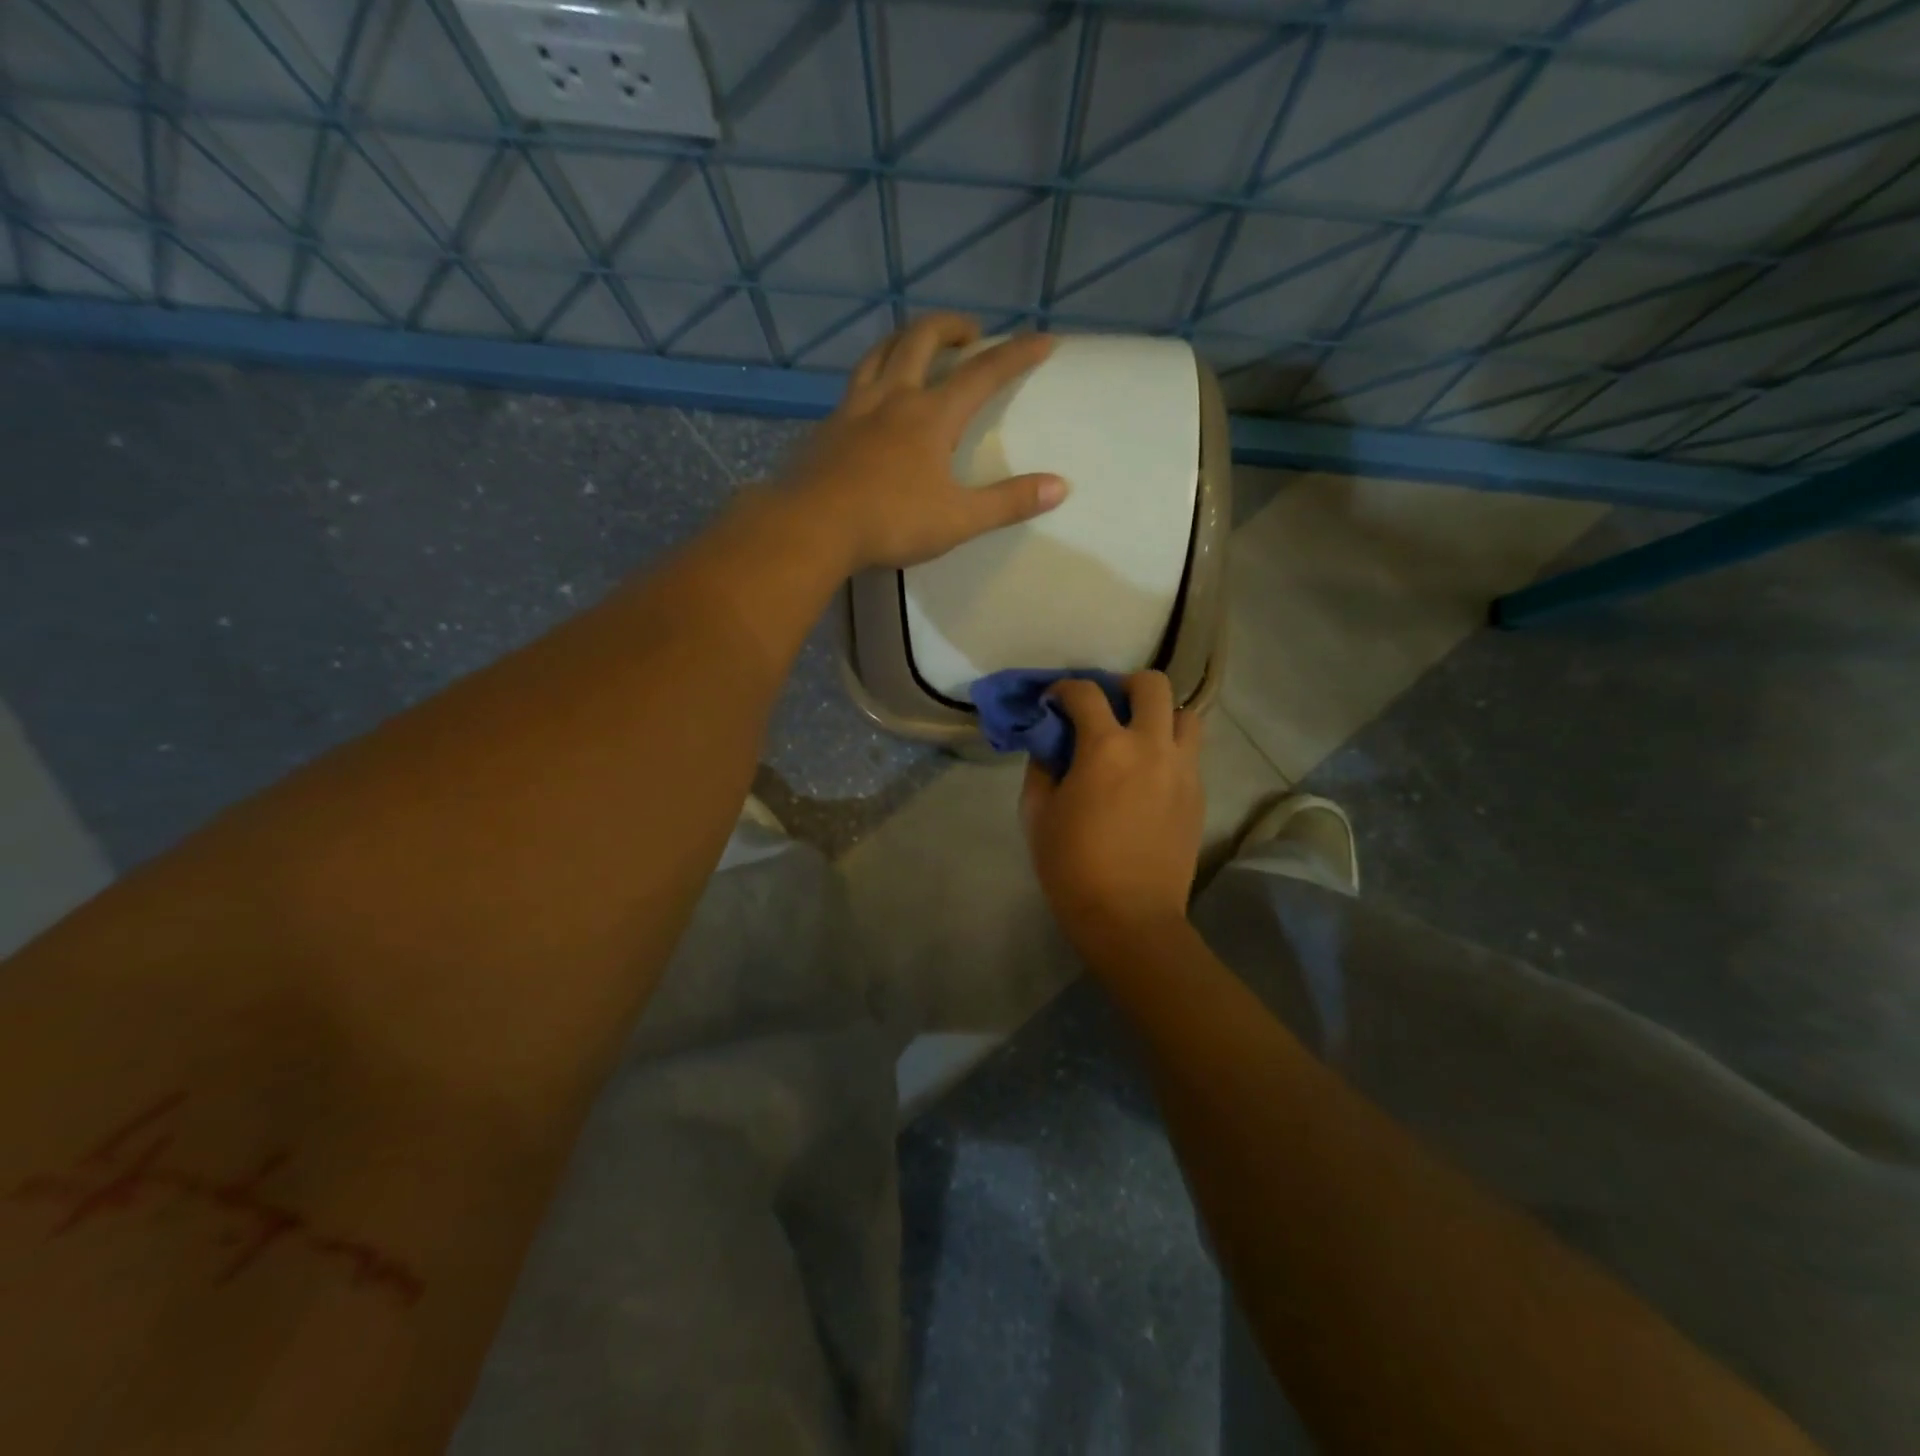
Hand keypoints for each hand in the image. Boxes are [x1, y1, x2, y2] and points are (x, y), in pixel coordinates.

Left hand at [783, 313, 1066, 570]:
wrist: (812, 527)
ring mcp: (853, 408)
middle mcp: (892, 398)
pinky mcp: (826, 427)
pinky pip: (852, 385)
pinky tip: (871, 398)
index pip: (983, 373)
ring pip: (879, 352)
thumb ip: (1008, 502)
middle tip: (969, 332)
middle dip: (951, 327)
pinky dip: (871, 376)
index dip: (1016, 354)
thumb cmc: (891, 522)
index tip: (1043, 339)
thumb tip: (1060, 486)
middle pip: (920, 339)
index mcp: (931, 416)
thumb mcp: (959, 519)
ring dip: (904, 338)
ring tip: (917, 345)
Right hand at [1021, 672, 1205, 954]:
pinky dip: (1170, 749)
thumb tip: (1051, 747)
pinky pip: (1190, 753)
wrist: (1130, 917)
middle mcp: (1151, 746)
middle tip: (1106, 708)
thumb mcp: (1038, 814)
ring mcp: (1182, 770)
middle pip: (1153, 684)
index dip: (1064, 689)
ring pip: (1186, 715)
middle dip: (1124, 686)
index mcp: (1105, 747)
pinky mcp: (1198, 794)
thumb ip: (1042, 769)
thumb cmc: (1073, 867)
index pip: (1085, 693)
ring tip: (1138, 737)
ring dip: (1159, 715)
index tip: (1053, 701)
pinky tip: (1149, 774)